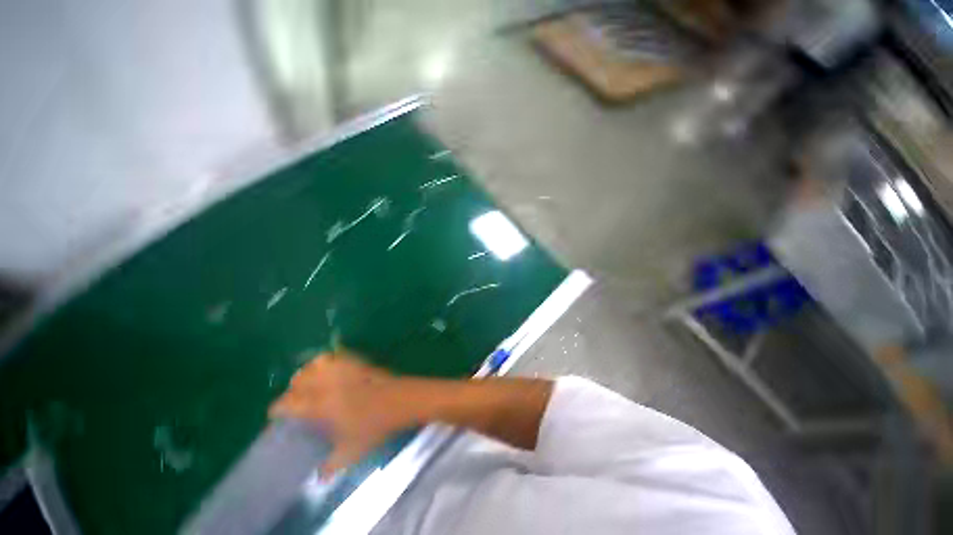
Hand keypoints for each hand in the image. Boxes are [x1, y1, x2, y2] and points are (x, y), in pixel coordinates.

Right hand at [269, 351, 412, 477]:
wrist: (399, 401)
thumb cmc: (374, 426)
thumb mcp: (350, 452)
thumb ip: (330, 467)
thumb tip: (318, 479)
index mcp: (320, 405)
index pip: (289, 403)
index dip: (278, 408)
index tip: (277, 414)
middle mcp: (328, 383)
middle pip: (299, 379)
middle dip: (293, 388)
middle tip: (296, 399)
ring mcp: (344, 369)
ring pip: (316, 363)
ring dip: (309, 372)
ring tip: (312, 381)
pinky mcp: (358, 361)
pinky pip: (338, 355)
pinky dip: (329, 360)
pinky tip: (332, 368)